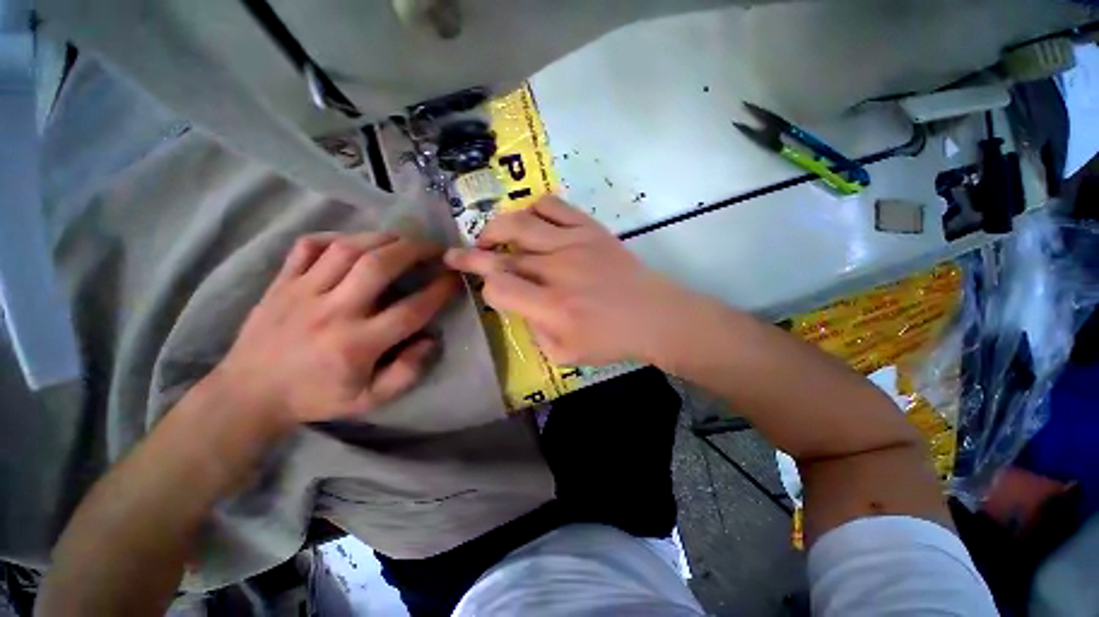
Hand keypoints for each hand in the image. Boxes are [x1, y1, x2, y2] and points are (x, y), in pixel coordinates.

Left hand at [211, 232, 459, 431]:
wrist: (249, 394)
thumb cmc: (316, 397)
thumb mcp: (369, 401)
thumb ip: (406, 374)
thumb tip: (430, 340)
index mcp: (357, 344)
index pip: (411, 310)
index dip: (439, 290)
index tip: (455, 277)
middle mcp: (332, 312)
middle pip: (378, 266)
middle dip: (414, 250)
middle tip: (434, 247)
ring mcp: (302, 292)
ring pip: (347, 248)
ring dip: (383, 238)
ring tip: (404, 240)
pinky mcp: (281, 282)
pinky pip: (308, 246)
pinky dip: (336, 236)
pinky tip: (355, 242)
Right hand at [445, 196, 691, 365]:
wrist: (654, 316)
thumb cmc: (612, 341)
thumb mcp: (565, 353)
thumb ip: (534, 331)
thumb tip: (520, 306)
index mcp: (551, 307)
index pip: (499, 287)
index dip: (486, 289)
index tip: (491, 292)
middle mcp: (556, 270)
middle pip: (501, 254)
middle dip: (471, 255)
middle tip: (455, 254)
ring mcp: (573, 244)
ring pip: (520, 223)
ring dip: (496, 228)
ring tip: (490, 236)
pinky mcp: (590, 229)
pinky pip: (554, 206)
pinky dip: (533, 209)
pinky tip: (530, 222)